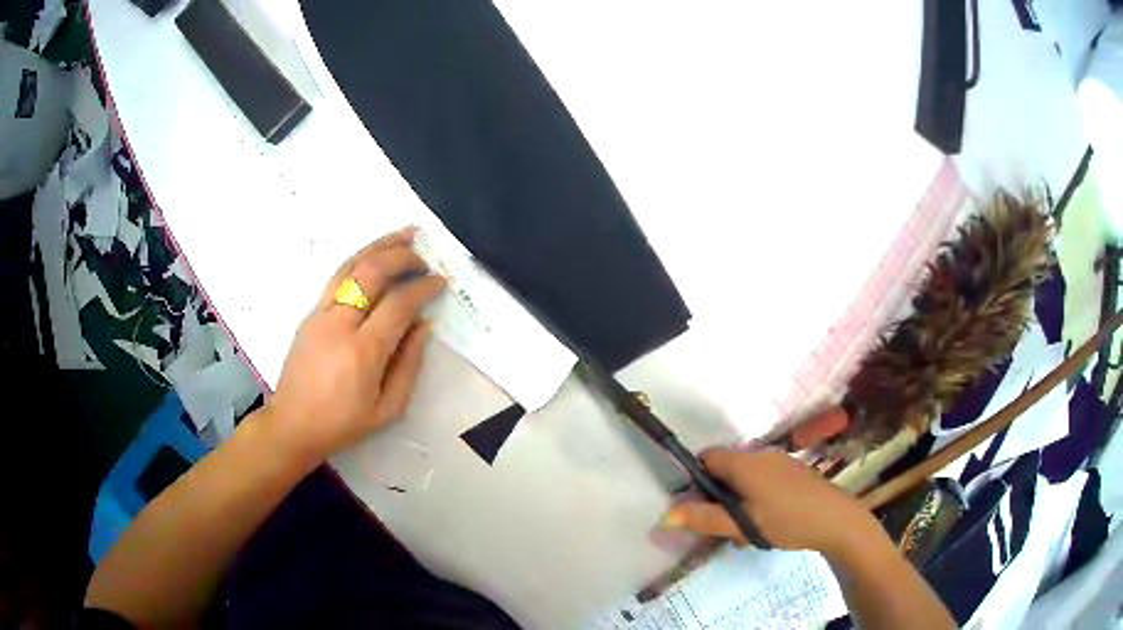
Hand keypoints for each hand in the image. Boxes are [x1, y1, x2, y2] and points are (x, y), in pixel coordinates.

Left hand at [263, 227, 446, 463]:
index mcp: (363, 351)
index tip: (441, 282)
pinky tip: (374, 256)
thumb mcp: (388, 409)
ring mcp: (320, 314)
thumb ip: (409, 365)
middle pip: (372, 272)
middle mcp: (339, 323)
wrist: (292, 424)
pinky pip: (337, 276)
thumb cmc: (343, 423)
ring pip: (351, 265)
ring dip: (380, 245)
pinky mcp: (309, 313)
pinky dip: (359, 259)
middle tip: (425, 258)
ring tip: (404, 234)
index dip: (424, 287)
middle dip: (403, 257)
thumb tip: (423, 324)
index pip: (399, 303)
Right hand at [663, 448, 877, 556]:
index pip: (707, 458)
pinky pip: (763, 481)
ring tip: (749, 533)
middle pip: (726, 470)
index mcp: (744, 463)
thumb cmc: (786, 520)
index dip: (697, 480)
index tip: (700, 508)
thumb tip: (665, 515)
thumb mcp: (742, 525)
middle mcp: (761, 455)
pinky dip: (757, 499)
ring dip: (739, 502)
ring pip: (745, 478)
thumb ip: (704, 519)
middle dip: (719, 498)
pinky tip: (769, 524)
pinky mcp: (793, 472)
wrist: (836, 519)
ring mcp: (780, 462)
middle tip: (726, 528)